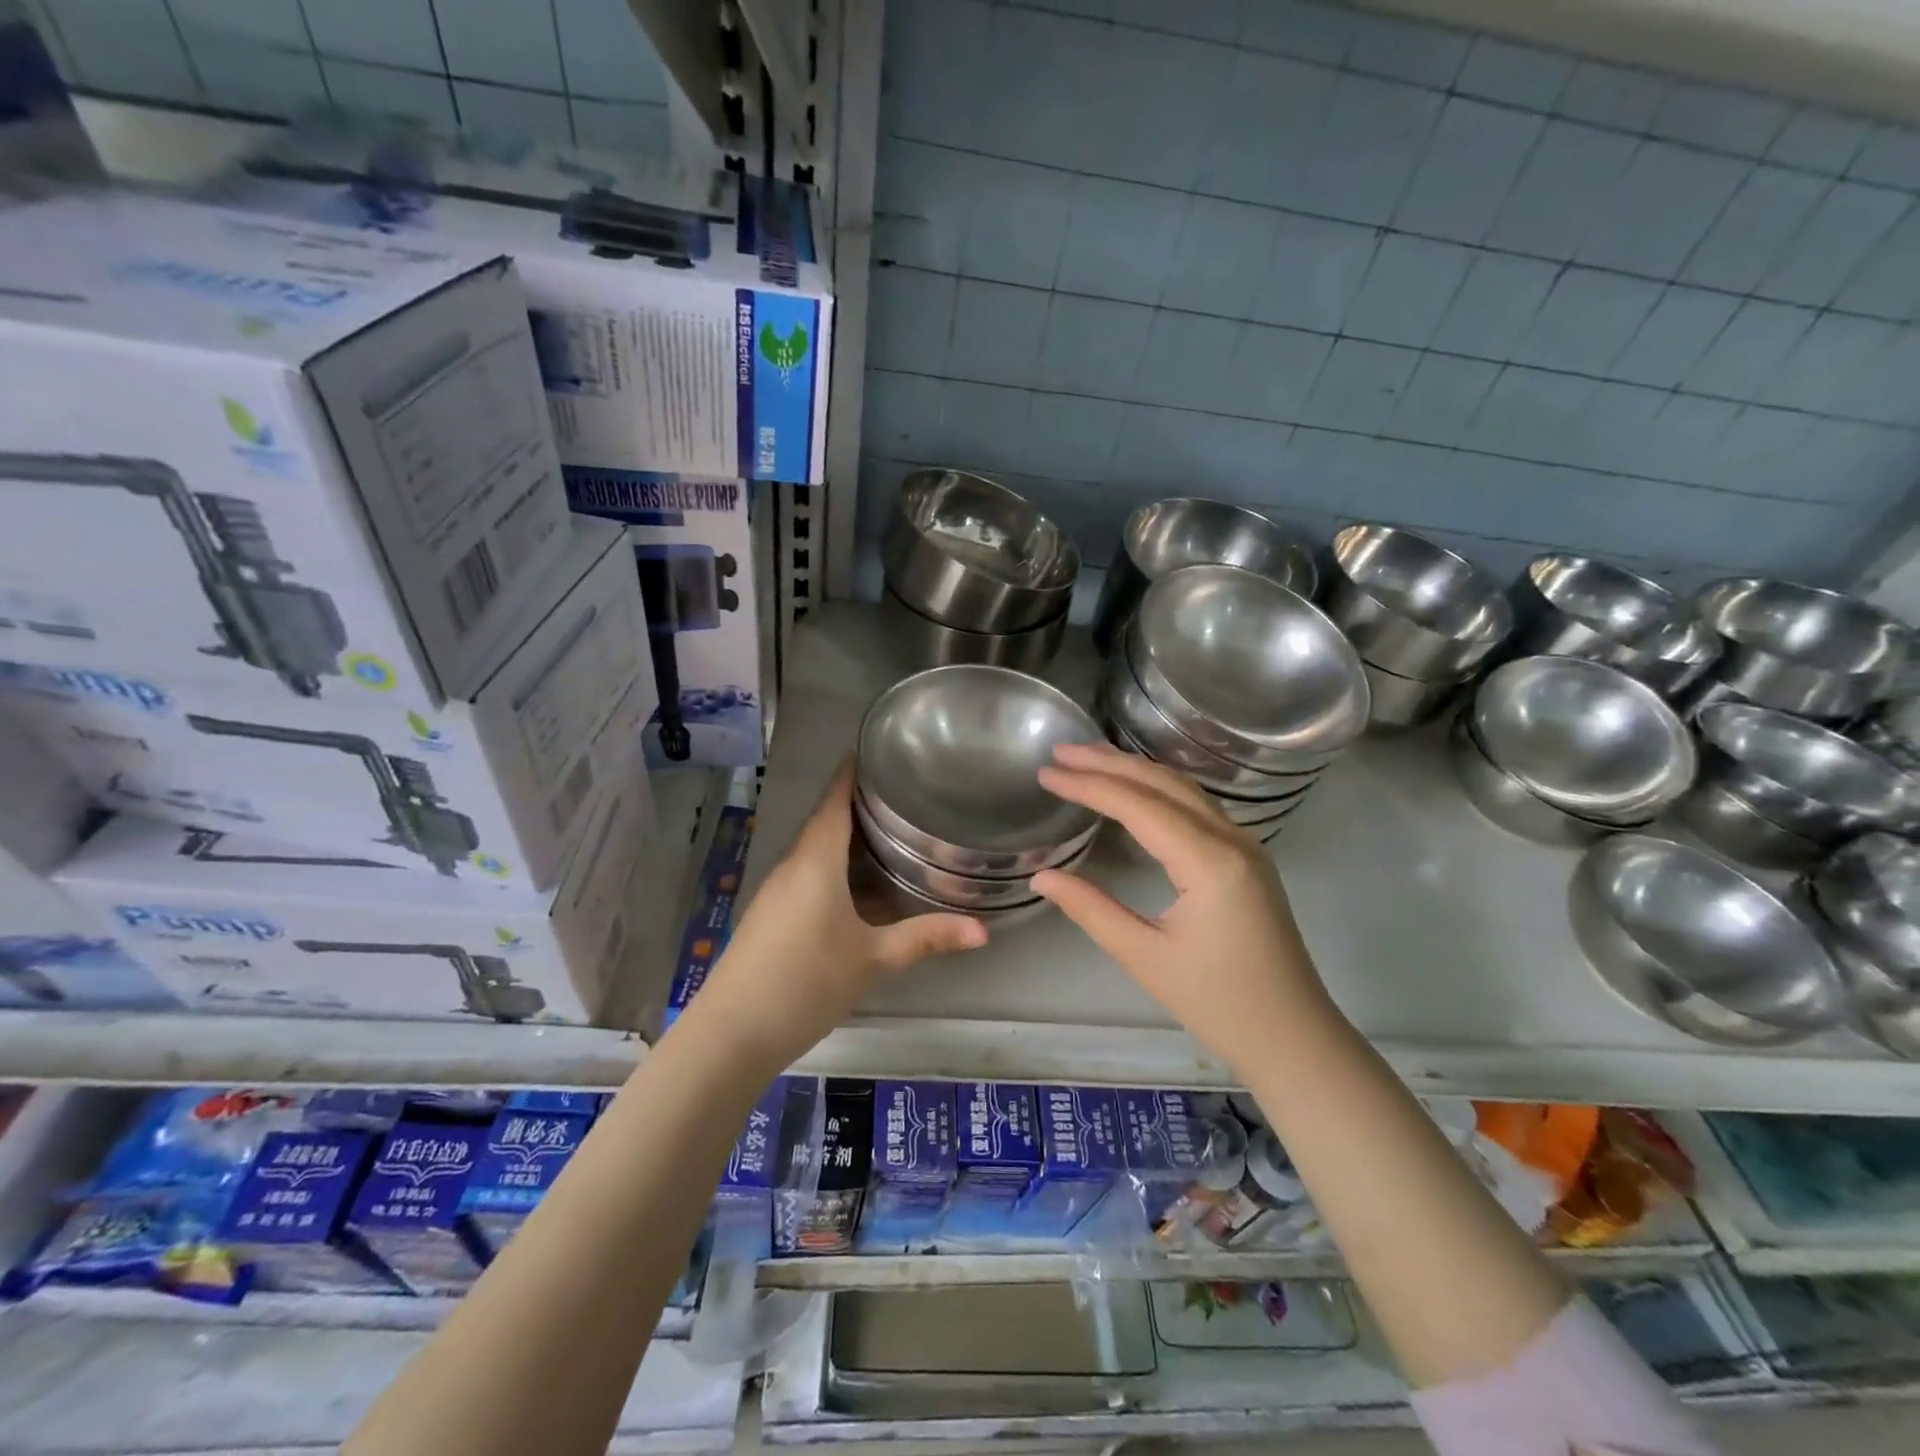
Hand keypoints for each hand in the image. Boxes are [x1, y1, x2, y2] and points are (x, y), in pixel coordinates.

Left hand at [686, 761, 986, 1070]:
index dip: (852, 773)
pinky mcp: (769, 916)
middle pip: (826, 823)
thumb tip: (983, 931)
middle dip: (859, 806)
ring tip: (890, 834)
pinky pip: (807, 876)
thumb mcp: (873, 959)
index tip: (876, 751)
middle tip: (903, 796)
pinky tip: (859, 888)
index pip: (834, 801)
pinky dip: (835, 869)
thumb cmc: (806, 981)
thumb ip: (926, 939)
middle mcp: (793, 866)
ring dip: (847, 840)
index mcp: (816, 861)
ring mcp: (776, 892)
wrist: (731, 1033)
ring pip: (816, 852)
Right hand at [1032, 743, 1333, 1076]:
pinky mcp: (1246, 858)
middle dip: (1109, 763)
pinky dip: (1157, 789)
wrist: (1294, 1039)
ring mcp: (1245, 845)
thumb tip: (1040, 876)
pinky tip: (1134, 791)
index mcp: (1209, 861)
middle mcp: (1232, 839)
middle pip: (1163, 783)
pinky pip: (1197, 807)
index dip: (1088, 785)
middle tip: (1061, 751)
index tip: (1046, 774)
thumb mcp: (1145, 957)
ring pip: (1183, 789)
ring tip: (1088, 760)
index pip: (1138, 805)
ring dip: (1134, 770)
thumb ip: (1091, 909)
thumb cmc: (1219, 1004)